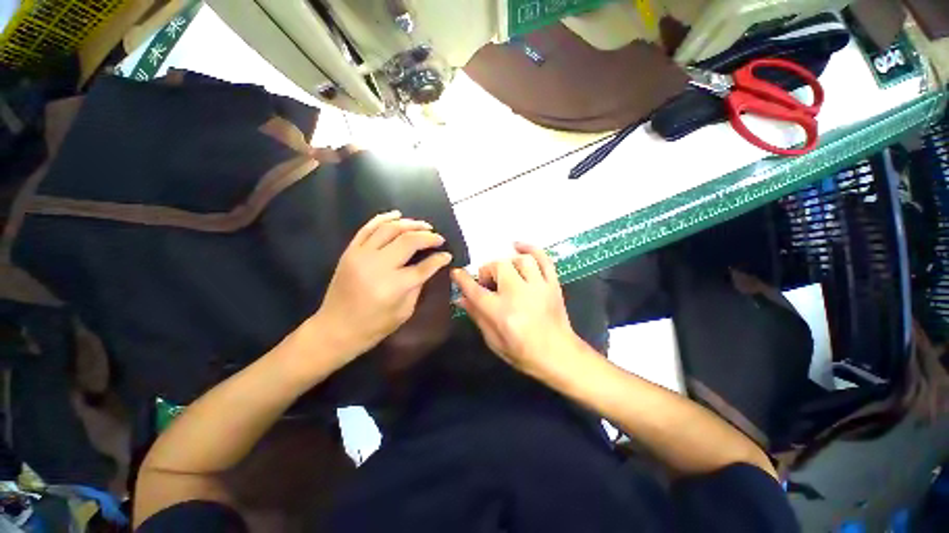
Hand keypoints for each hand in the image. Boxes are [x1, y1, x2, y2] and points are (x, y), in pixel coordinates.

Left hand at [312, 211, 451, 364]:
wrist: (335, 329)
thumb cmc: (373, 326)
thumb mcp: (404, 311)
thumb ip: (417, 286)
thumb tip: (429, 266)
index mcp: (394, 286)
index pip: (423, 266)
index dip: (439, 259)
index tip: (447, 255)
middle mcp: (378, 266)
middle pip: (408, 241)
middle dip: (427, 236)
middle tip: (438, 237)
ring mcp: (361, 255)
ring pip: (389, 229)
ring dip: (410, 224)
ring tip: (423, 225)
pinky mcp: (350, 251)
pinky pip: (368, 228)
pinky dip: (384, 218)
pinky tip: (397, 215)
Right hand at [452, 243, 580, 378]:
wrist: (559, 356)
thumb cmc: (523, 353)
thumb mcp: (493, 340)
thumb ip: (477, 316)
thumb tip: (461, 298)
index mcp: (501, 312)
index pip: (475, 290)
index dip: (463, 279)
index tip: (457, 273)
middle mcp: (518, 295)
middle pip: (498, 266)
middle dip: (488, 271)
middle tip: (489, 283)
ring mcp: (538, 287)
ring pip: (520, 260)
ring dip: (508, 264)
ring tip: (506, 273)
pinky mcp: (553, 284)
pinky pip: (544, 259)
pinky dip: (531, 249)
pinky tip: (518, 247)